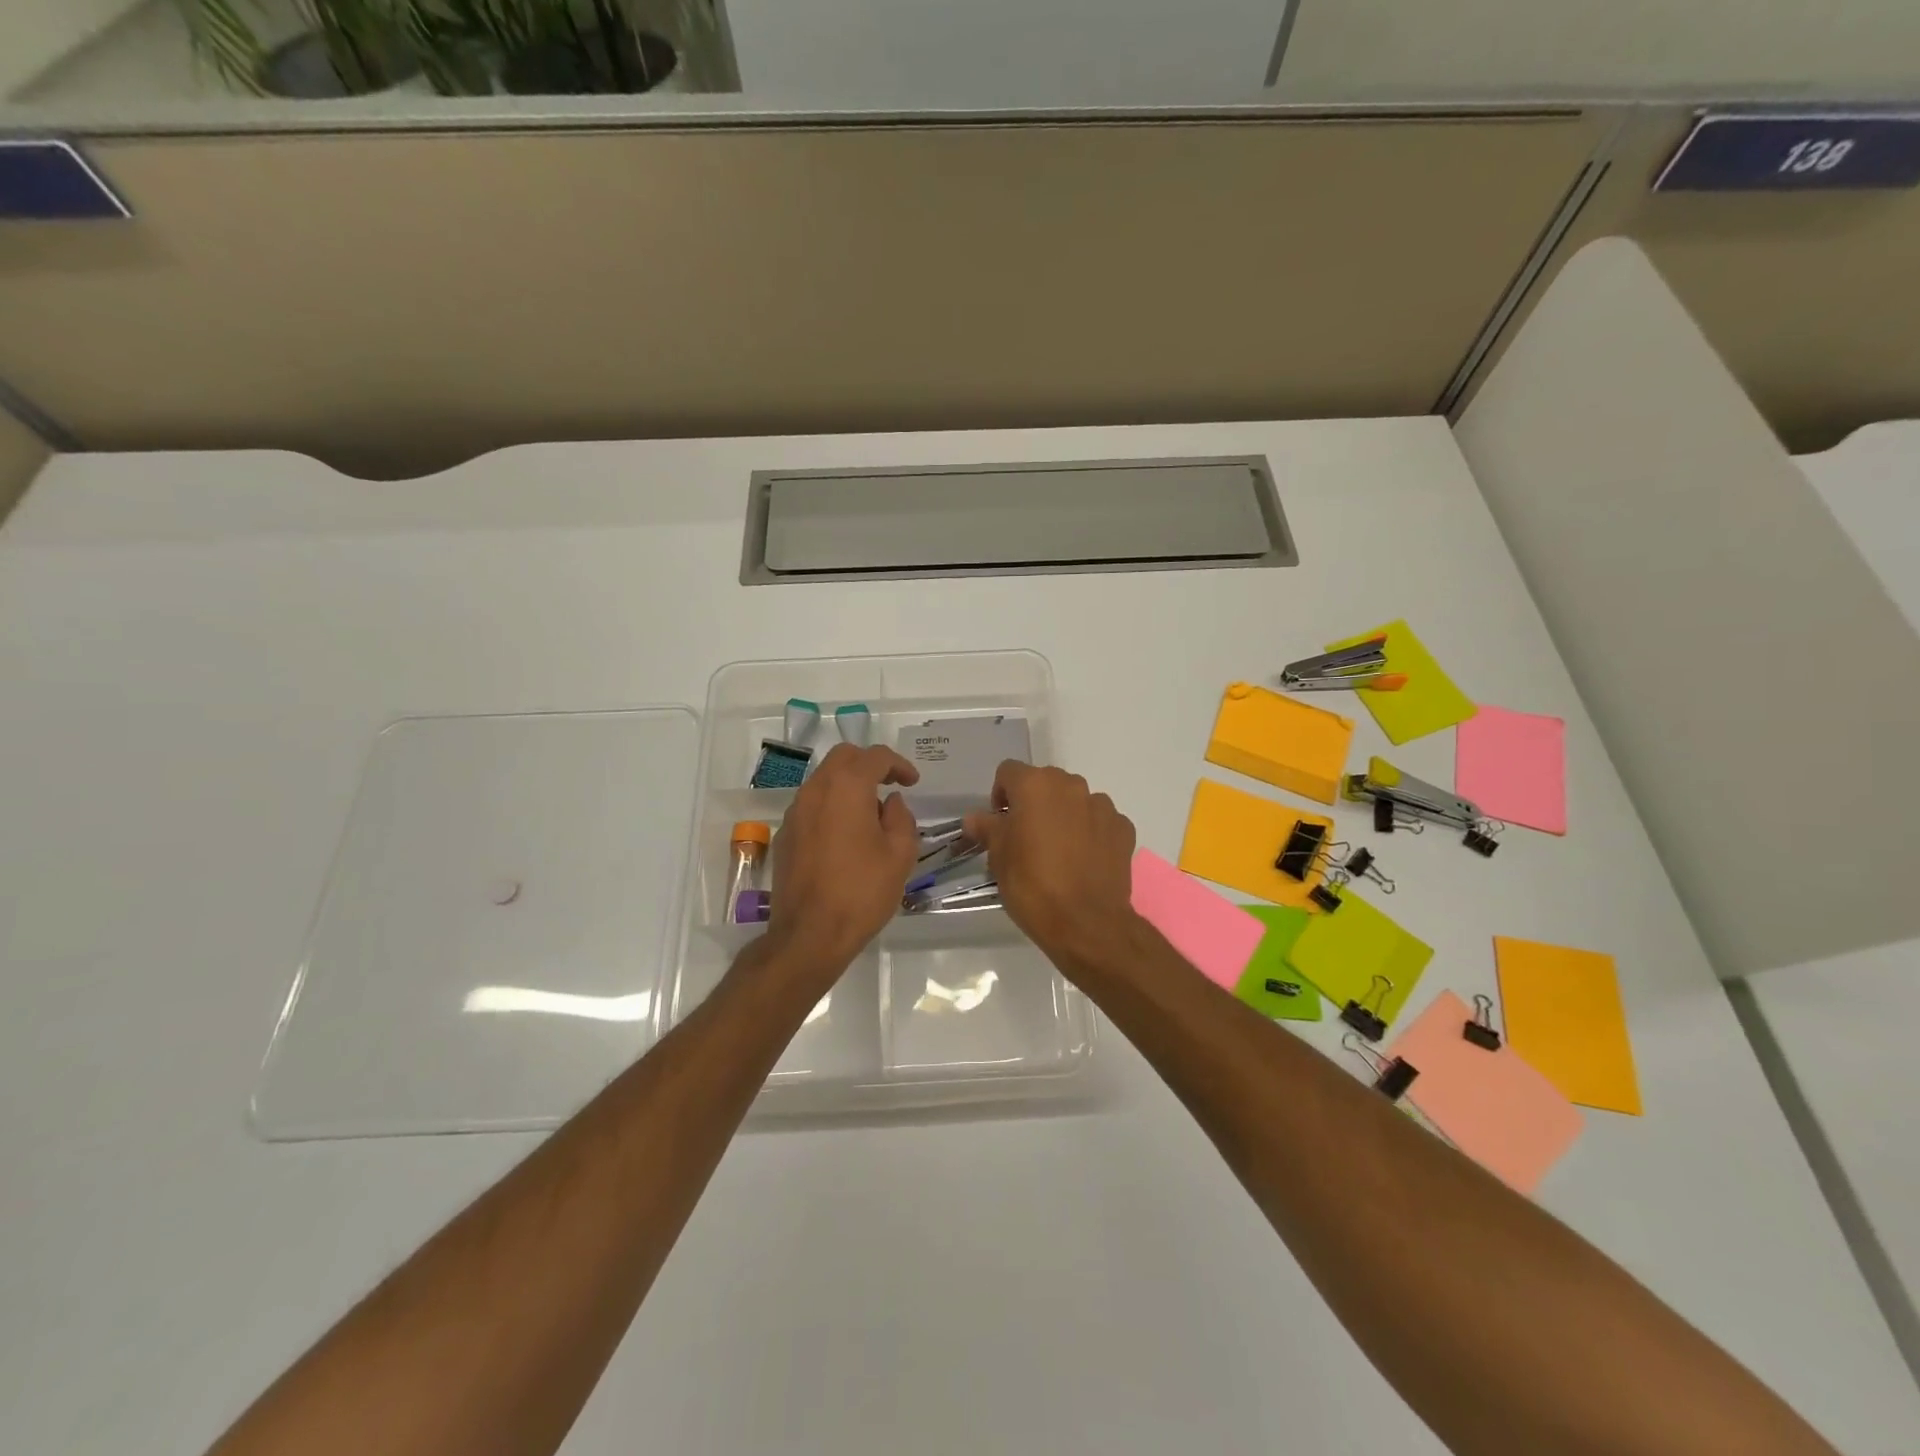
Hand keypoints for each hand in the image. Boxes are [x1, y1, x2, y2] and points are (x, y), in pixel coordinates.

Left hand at [766, 743, 920, 974]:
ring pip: (823, 780)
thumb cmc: (862, 891)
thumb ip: (900, 818)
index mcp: (846, 788)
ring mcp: (794, 813)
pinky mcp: (784, 836)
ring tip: (870, 814)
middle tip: (890, 785)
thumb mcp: (900, 854)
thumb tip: (890, 803)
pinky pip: (811, 806)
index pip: (874, 757)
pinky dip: (831, 807)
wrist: (809, 934)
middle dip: (869, 765)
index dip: (898, 764)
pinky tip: (845, 836)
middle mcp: (815, 791)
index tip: (912, 782)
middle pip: (843, 758)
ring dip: (848, 785)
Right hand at [963, 762, 1139, 970]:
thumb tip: (975, 818)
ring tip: (1058, 852)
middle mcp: (1071, 786)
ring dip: (1064, 816)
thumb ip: (987, 828)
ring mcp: (1101, 806)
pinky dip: (1090, 833)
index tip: (1000, 825)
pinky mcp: (1123, 828)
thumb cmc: (1032, 885)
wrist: (1086, 923)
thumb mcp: (998, 857)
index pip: (1008, 772)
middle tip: (1026, 839)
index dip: (1000, 796)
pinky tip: (1083, 861)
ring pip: (1075, 801)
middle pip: (1045, 783)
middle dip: (1033, 804)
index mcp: (1035, 785)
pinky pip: (1099, 821)